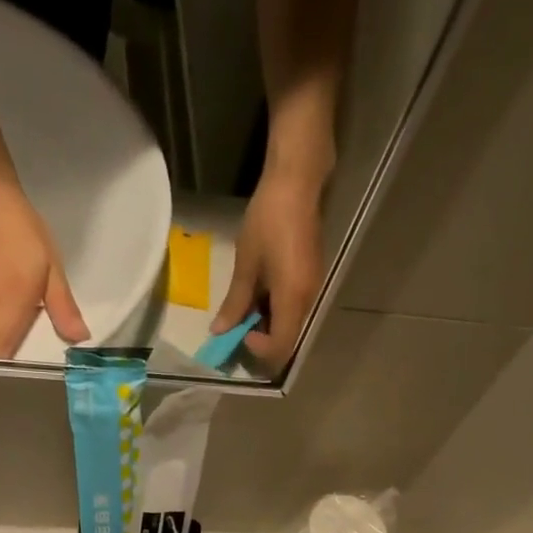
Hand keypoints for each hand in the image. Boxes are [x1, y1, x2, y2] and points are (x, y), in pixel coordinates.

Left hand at [211, 166, 325, 369]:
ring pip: (291, 324)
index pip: (280, 347)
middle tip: (239, 324)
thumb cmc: (268, 221)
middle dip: (262, 340)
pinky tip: (261, 292)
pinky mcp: (312, 279)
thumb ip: (235, 302)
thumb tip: (219, 331)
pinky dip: (276, 310)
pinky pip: (294, 308)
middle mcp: (308, 301)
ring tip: (246, 305)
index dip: (259, 349)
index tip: (240, 332)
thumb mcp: (246, 264)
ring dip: (268, 325)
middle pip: (287, 339)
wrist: (297, 183)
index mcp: (292, 299)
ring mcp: (313, 290)